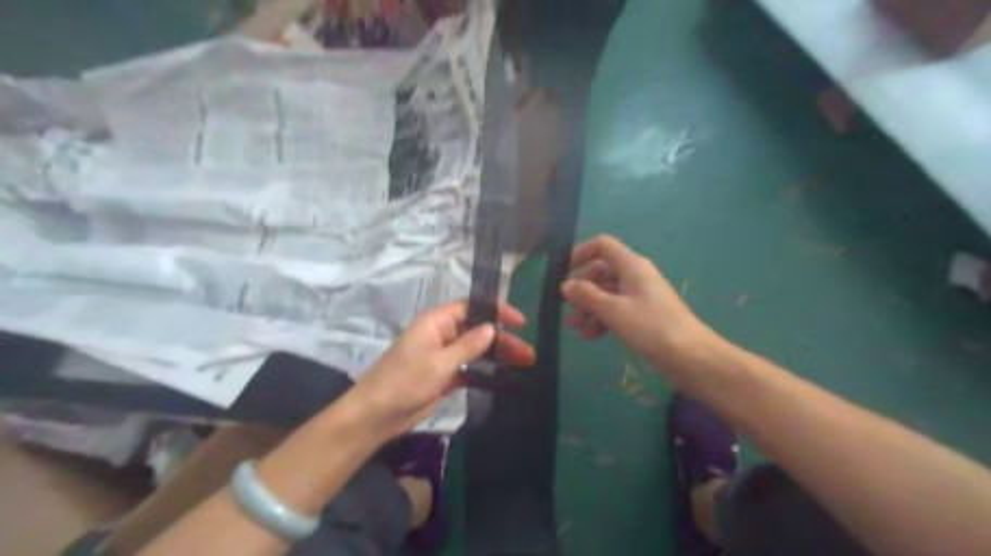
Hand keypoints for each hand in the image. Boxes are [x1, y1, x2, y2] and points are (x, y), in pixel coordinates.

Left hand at [346, 303, 533, 440]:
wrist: (377, 415)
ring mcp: (443, 356)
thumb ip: (468, 344)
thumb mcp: (439, 361)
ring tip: (525, 364)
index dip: (495, 311)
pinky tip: (505, 378)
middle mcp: (442, 334)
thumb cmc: (405, 381)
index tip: (519, 321)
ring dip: (498, 356)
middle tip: (528, 352)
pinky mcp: (444, 376)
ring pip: (477, 350)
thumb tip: (492, 327)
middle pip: (478, 330)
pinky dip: (486, 371)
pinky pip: (470, 368)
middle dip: (503, 339)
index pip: (471, 307)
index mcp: (436, 322)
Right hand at [565, 234, 720, 382]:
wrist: (692, 358)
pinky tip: (591, 336)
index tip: (563, 273)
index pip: (603, 245)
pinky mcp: (644, 316)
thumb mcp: (614, 310)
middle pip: (601, 271)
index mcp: (632, 266)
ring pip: (607, 293)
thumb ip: (587, 295)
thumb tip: (565, 285)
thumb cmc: (651, 327)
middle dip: (582, 288)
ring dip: (589, 308)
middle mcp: (636, 276)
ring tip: (575, 328)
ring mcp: (640, 296)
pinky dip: (602, 319)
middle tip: (566, 308)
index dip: (581, 253)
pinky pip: (617, 310)